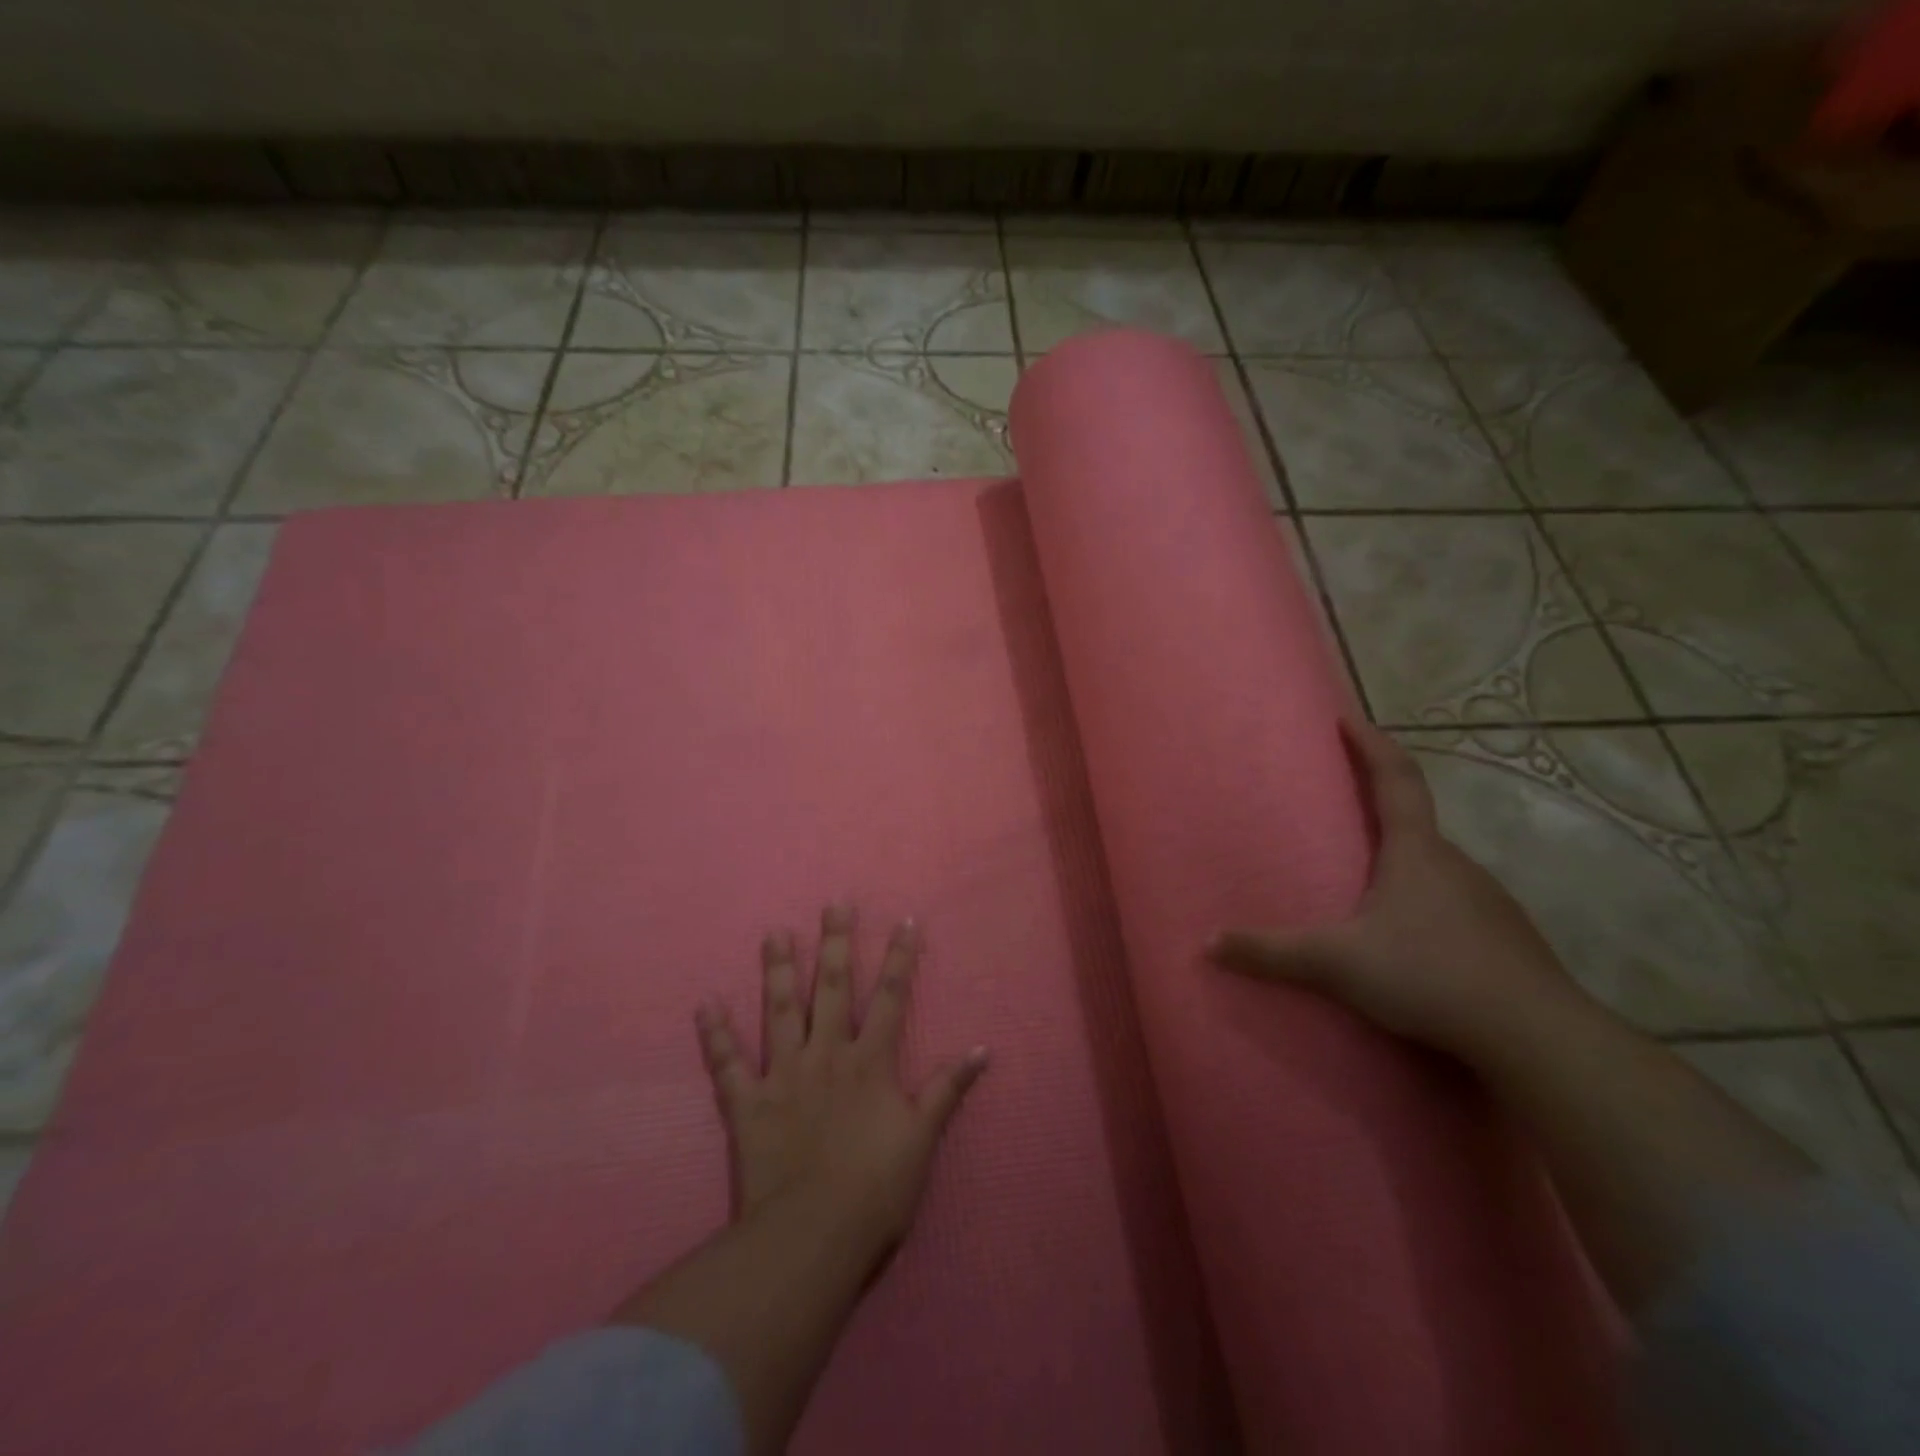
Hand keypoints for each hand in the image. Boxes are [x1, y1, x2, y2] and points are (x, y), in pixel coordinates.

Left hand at [695, 905, 988, 1269]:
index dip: (900, 958)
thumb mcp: (923, 1139)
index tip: (904, 920)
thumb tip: (981, 1049)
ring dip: (777, 971)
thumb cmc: (876, 1191)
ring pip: (780, 1011)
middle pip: (831, 989)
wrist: (812, 1238)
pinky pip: (727, 1064)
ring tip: (774, 934)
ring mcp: (784, 1075)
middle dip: (835, 944)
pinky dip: (715, 1035)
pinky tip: (704, 1004)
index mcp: (870, 1062)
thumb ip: (947, 1090)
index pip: (890, 997)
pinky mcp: (748, 1104)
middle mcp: (827, 1055)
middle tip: (833, 904)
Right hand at [1209, 720, 1581, 1061]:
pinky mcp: (1502, 937)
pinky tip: (1407, 934)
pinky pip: (1452, 901)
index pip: (1395, 778)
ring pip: (1434, 865)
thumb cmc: (1430, 975)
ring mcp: (1486, 899)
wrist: (1537, 1036)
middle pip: (1415, 819)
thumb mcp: (1337, 964)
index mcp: (1415, 851)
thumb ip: (1272, 953)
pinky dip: (1423, 899)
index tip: (1347, 719)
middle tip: (1341, 803)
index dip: (1371, 744)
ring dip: (1401, 857)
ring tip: (1365, 875)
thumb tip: (1207, 944)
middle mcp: (1455, 863)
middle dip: (1380, 803)